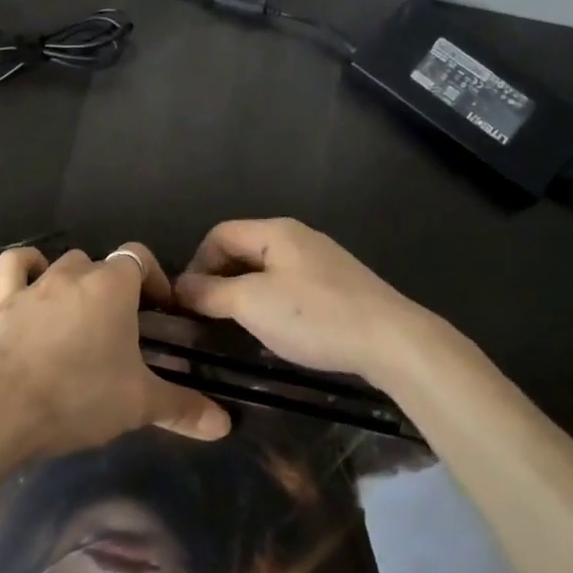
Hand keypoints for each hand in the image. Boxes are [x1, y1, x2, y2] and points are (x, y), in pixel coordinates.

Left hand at [0, 244, 230, 463]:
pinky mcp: (3, 299)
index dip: (153, 278)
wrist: (3, 412)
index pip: (140, 257)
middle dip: (116, 287)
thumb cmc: (79, 398)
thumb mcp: (139, 404)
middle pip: (103, 265)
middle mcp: (75, 273)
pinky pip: (16, 265)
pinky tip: (34, 284)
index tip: (160, 309)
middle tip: (123, 326)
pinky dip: (27, 267)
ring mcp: (36, 283)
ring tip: (82, 316)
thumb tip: (225, 424)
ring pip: (64, 264)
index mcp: (113, 286)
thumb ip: (183, 408)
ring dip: (77, 281)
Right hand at [173, 218, 445, 384]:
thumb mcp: (252, 304)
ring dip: (243, 293)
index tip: (189, 302)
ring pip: (265, 270)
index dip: (196, 264)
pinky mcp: (337, 285)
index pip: (218, 234)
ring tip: (235, 325)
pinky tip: (274, 329)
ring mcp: (320, 260)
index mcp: (275, 231)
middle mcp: (297, 237)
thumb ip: (210, 293)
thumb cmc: (314, 316)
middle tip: (207, 316)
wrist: (392, 341)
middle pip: (242, 249)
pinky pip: (289, 285)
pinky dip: (270, 302)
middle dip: (218, 279)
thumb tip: (180, 288)